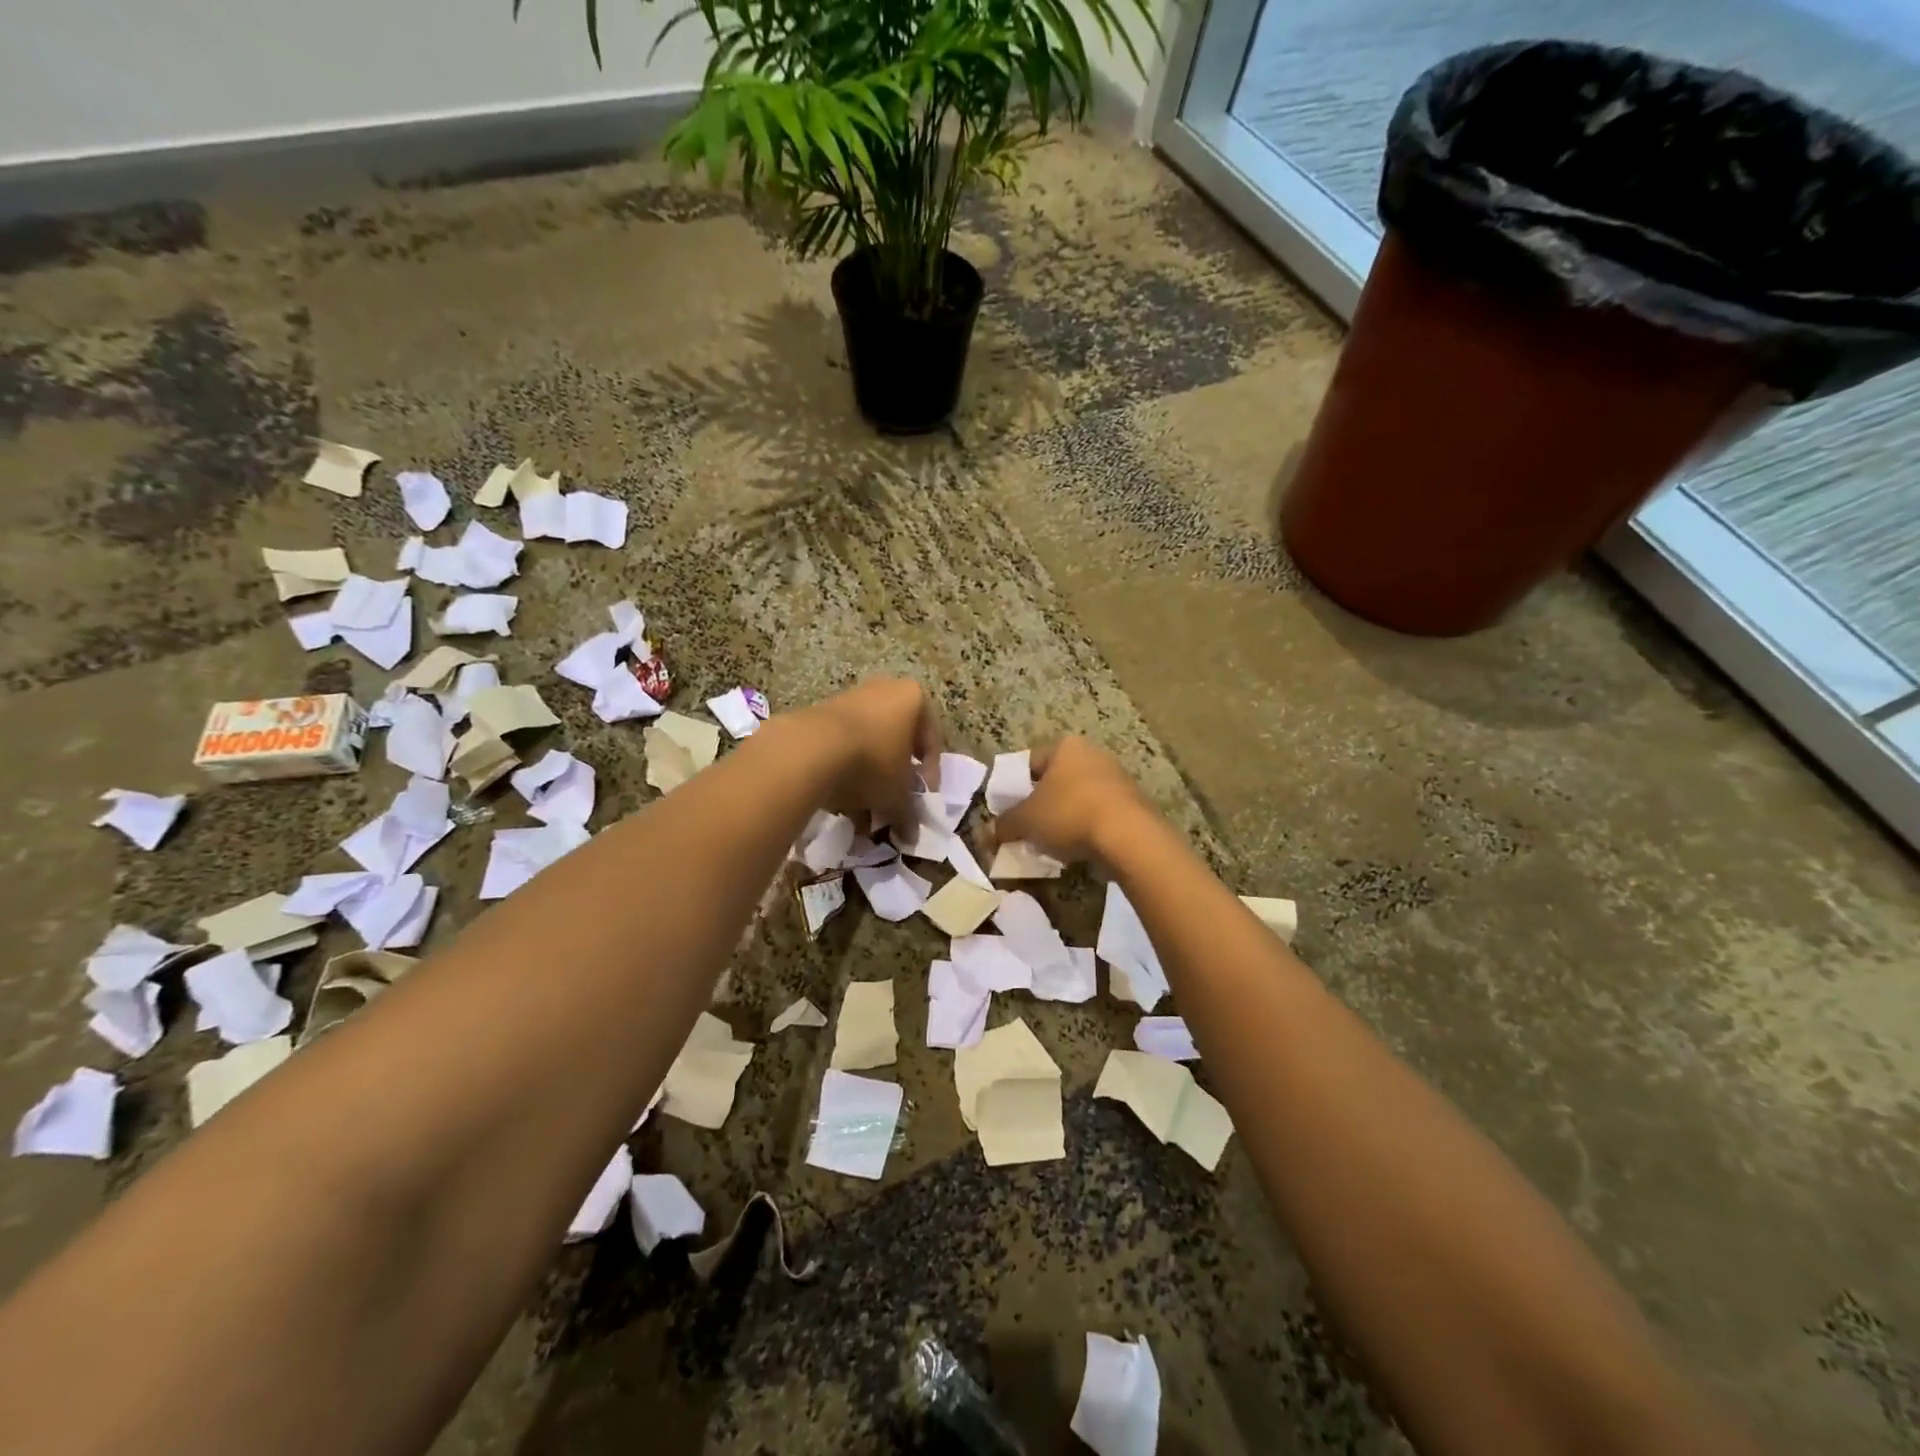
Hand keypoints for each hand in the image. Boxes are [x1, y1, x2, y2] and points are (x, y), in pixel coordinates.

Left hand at [800, 678, 942, 829]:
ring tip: (865, 815)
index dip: (929, 778)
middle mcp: (884, 690)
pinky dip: (845, 774)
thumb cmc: (872, 763)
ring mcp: (850, 699)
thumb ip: (908, 814)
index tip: (921, 803)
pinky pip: (842, 747)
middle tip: (893, 808)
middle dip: (895, 781)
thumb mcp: (898, 794)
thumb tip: (911, 837)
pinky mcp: (820, 714)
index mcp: (913, 699)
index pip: (931, 743)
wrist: (809, 750)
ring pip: (869, 747)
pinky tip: (842, 805)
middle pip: (897, 744)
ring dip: (870, 781)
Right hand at [988, 737, 1156, 867]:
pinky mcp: (1134, 803)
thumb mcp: (1026, 821)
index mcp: (1066, 747)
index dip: (1014, 786)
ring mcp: (1117, 777)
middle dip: (1041, 803)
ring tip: (1051, 843)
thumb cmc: (1069, 814)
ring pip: (1079, 797)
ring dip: (1065, 817)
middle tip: (1027, 827)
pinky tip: (1078, 848)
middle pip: (1057, 779)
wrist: (1129, 836)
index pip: (1030, 762)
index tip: (1008, 809)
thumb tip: (988, 833)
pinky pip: (1099, 813)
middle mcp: (1093, 754)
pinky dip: (1087, 827)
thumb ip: (1005, 824)